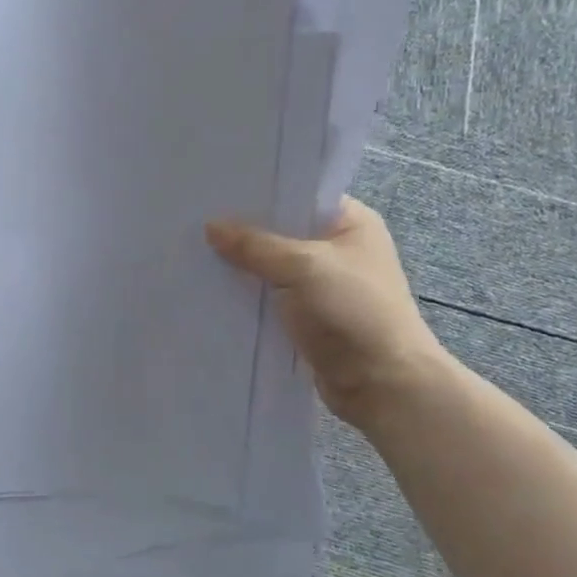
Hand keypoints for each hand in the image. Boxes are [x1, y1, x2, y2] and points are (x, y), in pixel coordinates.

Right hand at [207, 197, 448, 428]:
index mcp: (351, 223)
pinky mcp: (309, 319)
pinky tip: (211, 290)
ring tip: (194, 253)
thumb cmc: (352, 311)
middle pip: (281, 232)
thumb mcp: (301, 267)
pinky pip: (271, 299)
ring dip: (242, 268)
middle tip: (195, 221)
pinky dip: (248, 298)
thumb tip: (211, 226)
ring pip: (272, 268)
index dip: (260, 193)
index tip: (217, 190)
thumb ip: (254, 245)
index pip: (299, 195)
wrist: (382, 385)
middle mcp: (339, 250)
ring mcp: (324, 286)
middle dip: (243, 232)